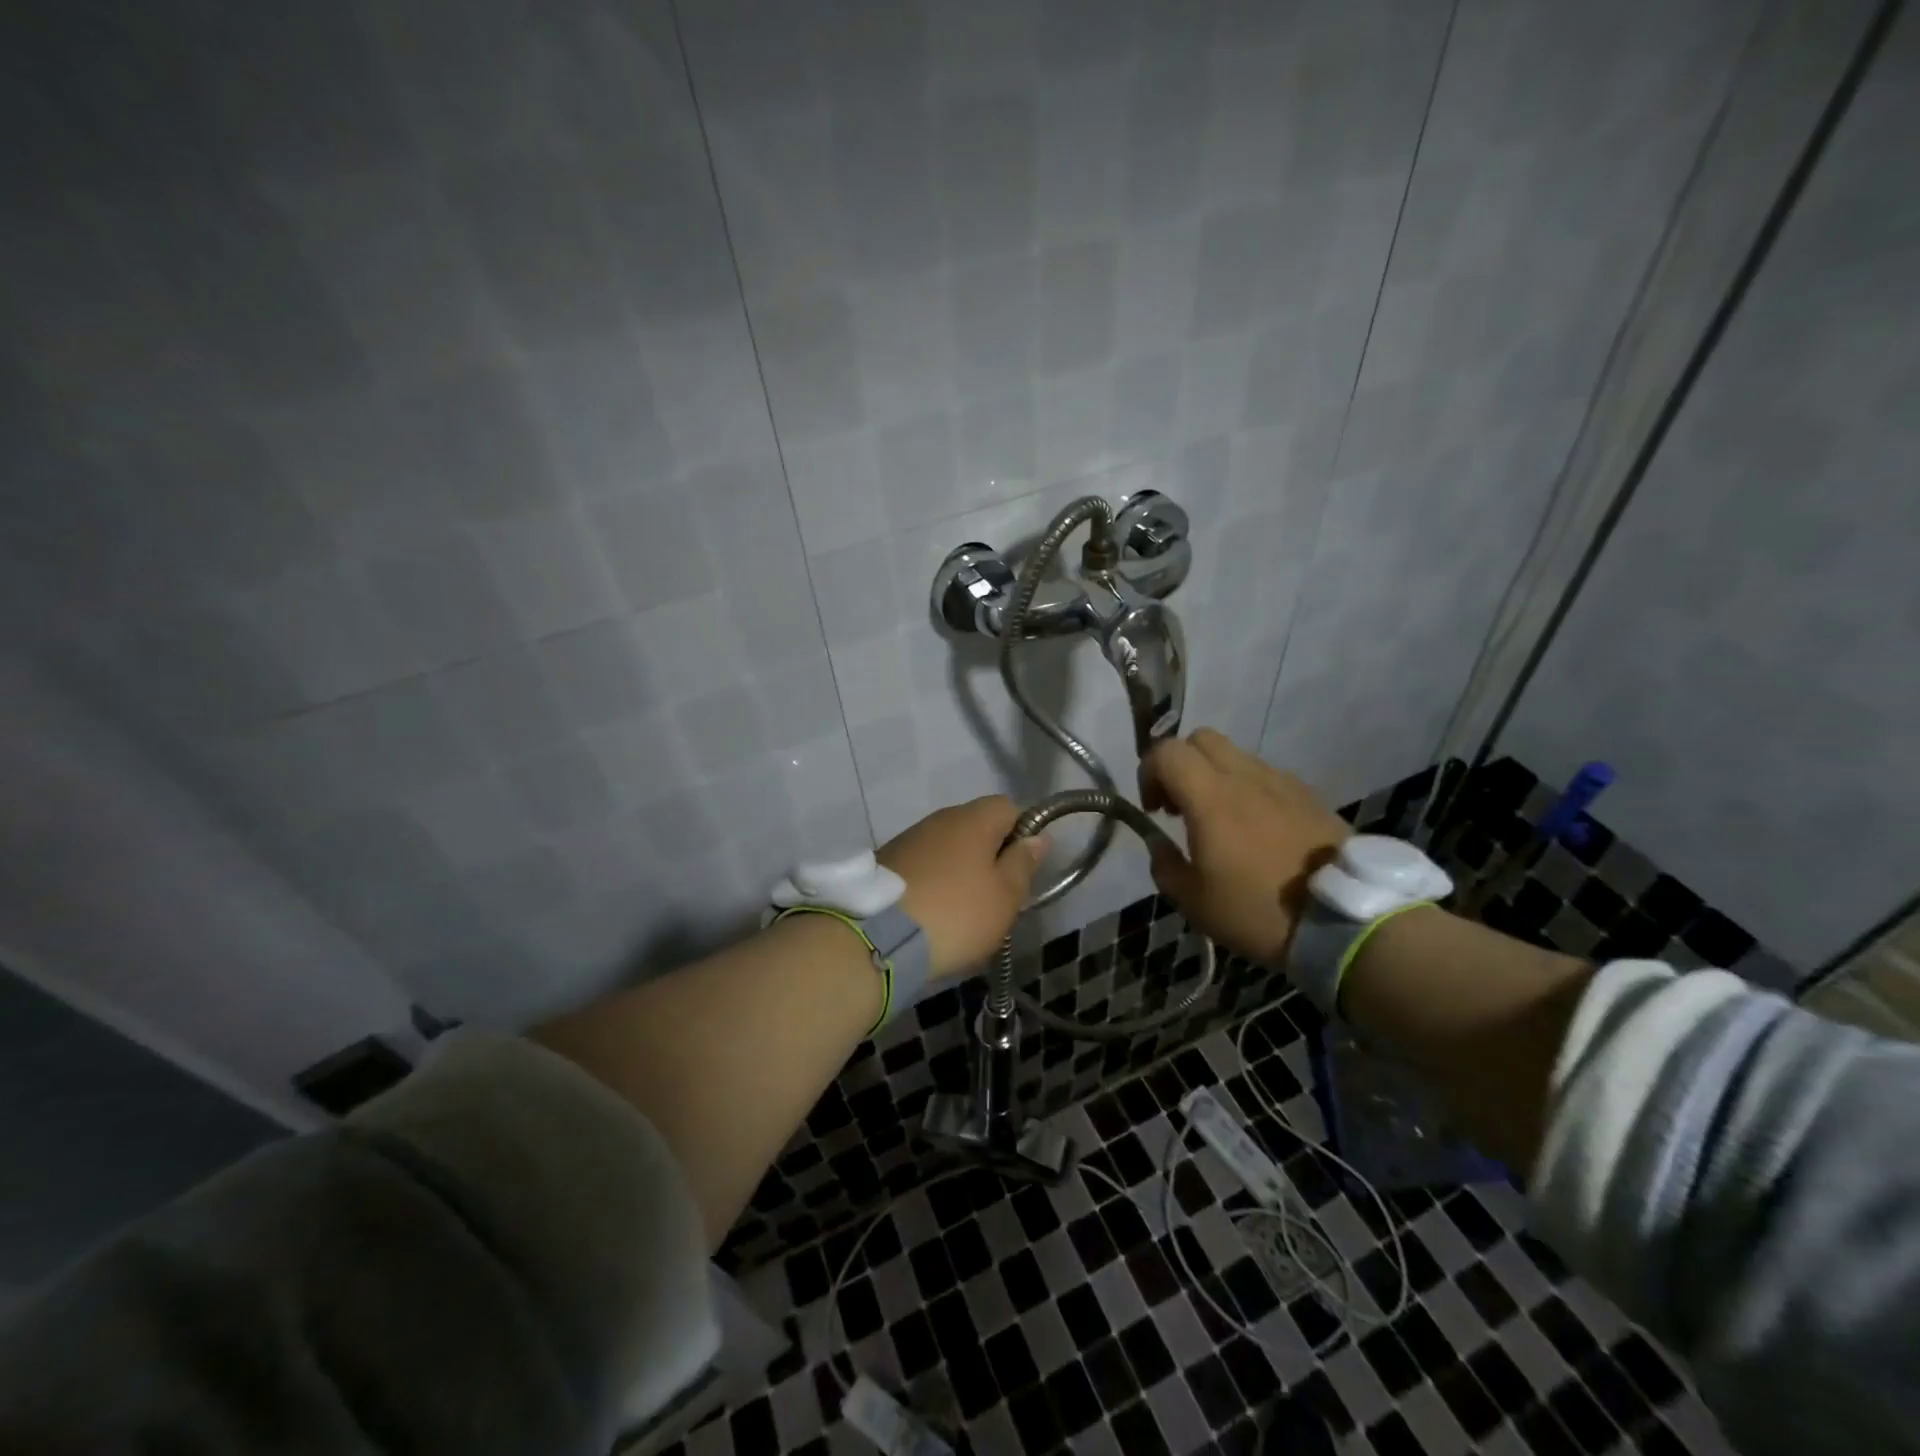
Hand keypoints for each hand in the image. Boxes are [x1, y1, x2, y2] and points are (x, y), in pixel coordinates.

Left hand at [879, 796, 1048, 978]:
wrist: (877, 938)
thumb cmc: (955, 914)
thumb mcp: (1004, 896)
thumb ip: (1023, 863)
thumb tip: (1037, 838)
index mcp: (973, 819)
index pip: (1009, 806)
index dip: (1022, 832)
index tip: (1021, 868)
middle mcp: (939, 819)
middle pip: (976, 826)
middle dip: (989, 854)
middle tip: (995, 895)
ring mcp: (908, 838)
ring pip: (947, 846)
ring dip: (958, 870)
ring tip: (961, 910)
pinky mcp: (884, 862)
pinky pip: (922, 864)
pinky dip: (932, 881)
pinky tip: (932, 912)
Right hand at [1140, 728, 1347, 966]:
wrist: (1345, 921)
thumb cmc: (1258, 910)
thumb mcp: (1194, 902)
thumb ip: (1164, 865)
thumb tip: (1157, 843)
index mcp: (1210, 797)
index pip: (1167, 752)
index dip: (1148, 772)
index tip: (1153, 810)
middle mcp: (1245, 777)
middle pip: (1201, 739)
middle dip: (1181, 764)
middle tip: (1180, 805)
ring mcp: (1282, 783)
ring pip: (1236, 756)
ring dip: (1216, 777)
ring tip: (1219, 822)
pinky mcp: (1309, 796)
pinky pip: (1267, 777)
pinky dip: (1249, 790)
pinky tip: (1256, 831)